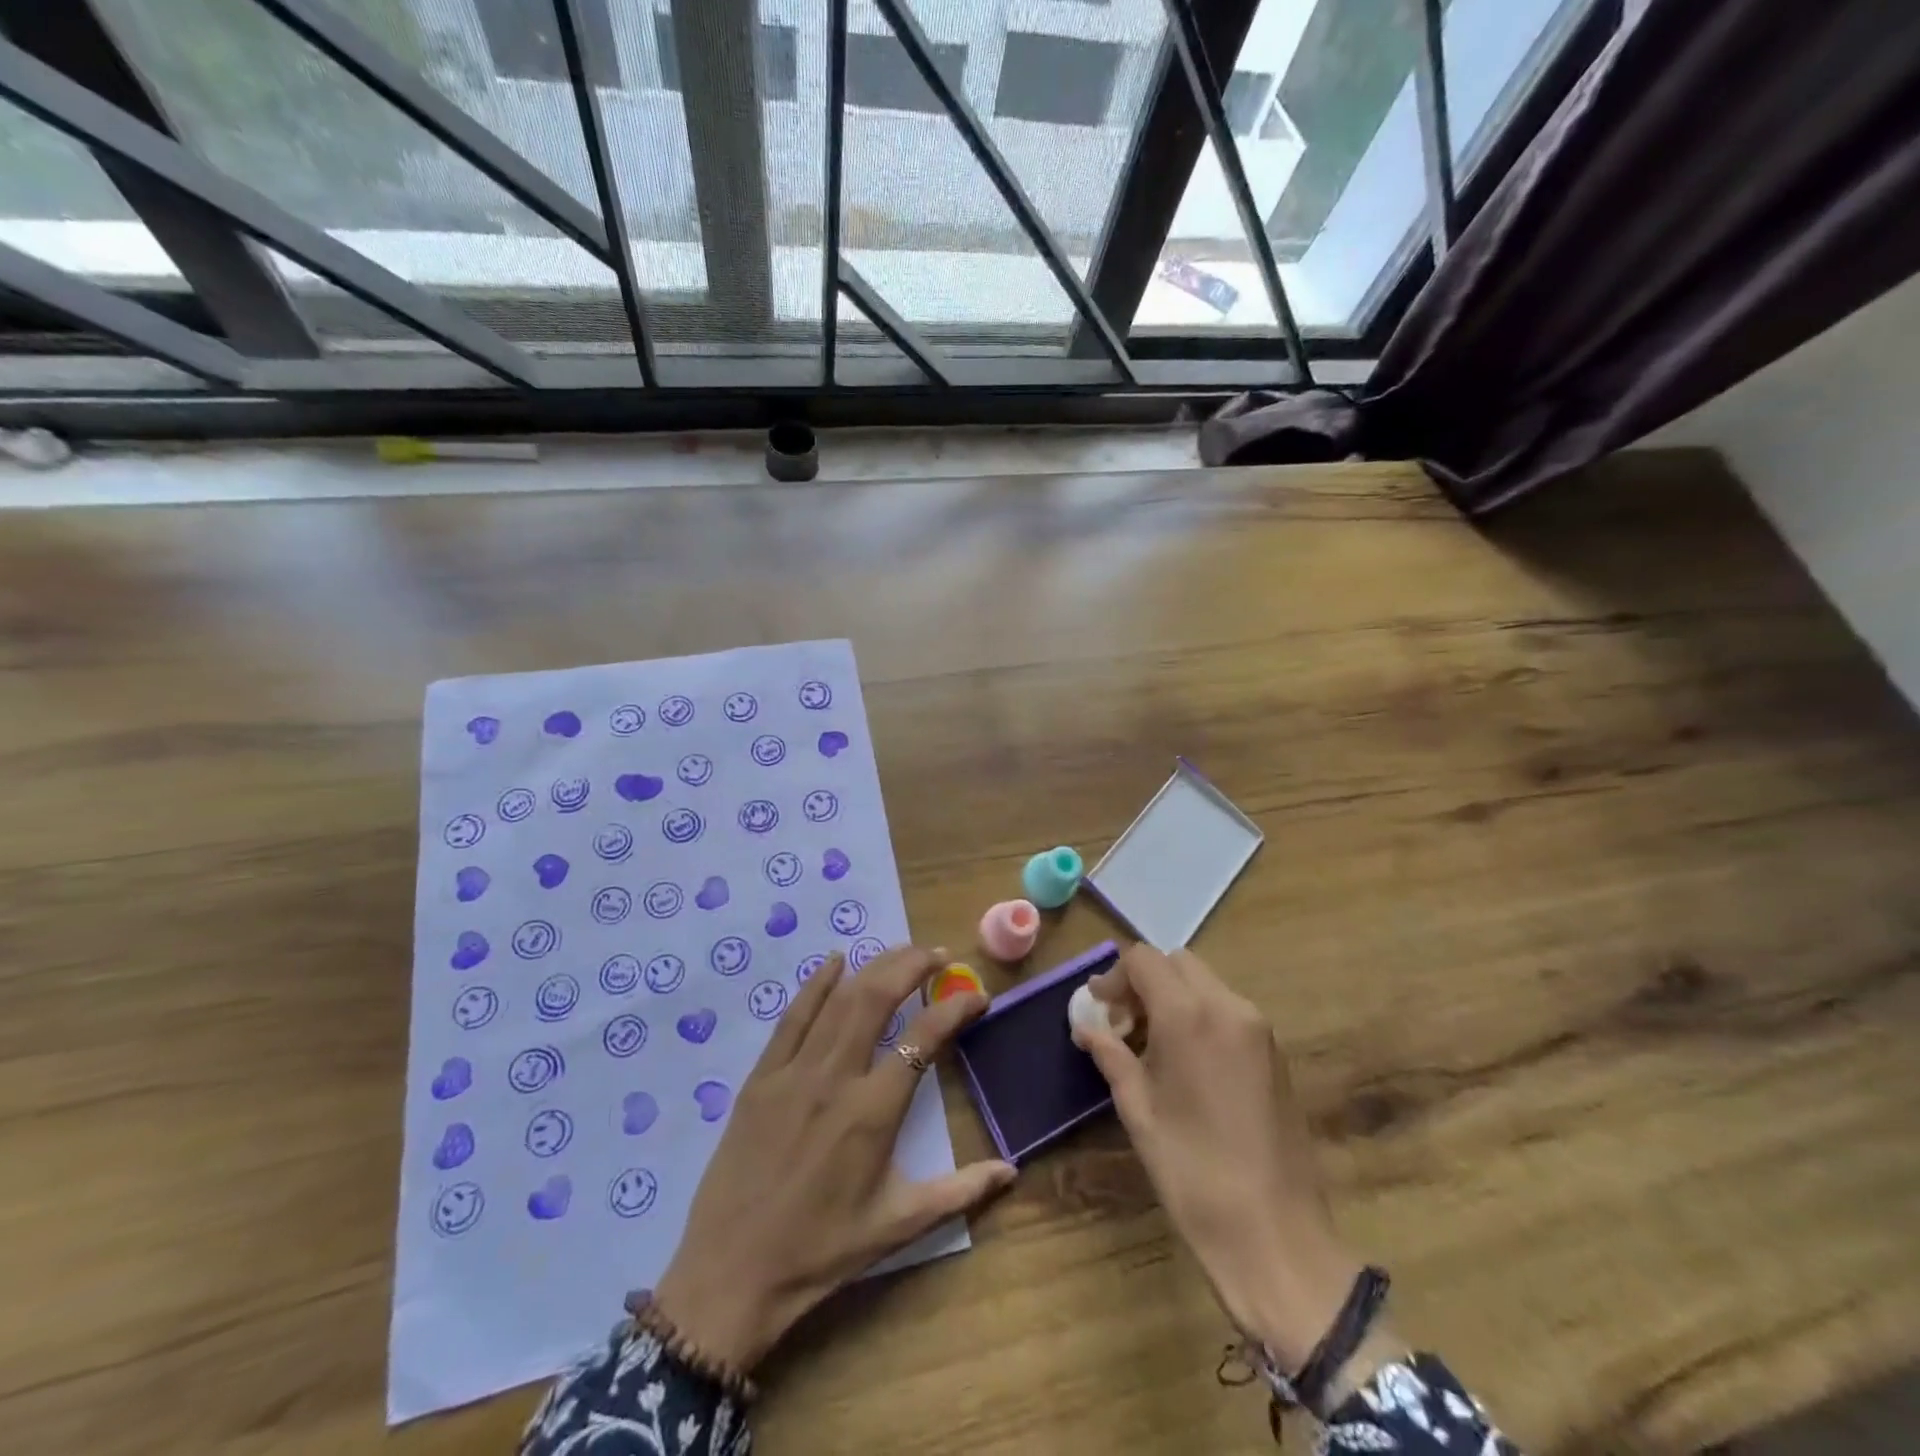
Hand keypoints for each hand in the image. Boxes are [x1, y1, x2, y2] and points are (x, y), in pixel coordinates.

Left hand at [654, 945, 1014, 1372]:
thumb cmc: (821, 1252)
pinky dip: (816, 983)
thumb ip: (960, 1192)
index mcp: (873, 1112)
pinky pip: (793, 1017)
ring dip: (874, 966)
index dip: (956, 1009)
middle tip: (940, 955)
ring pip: (839, 999)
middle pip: (877, 998)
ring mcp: (793, 1072)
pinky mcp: (761, 1077)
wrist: (730, 1276)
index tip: (978, 997)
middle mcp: (835, 1078)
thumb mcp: (898, 1226)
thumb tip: (1011, 1171)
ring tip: (903, 951)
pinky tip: (835, 960)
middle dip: (913, 966)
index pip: (924, 1039)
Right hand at [1073, 945, 1363, 1371]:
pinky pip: (1228, 1010)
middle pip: (1177, 963)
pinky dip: (1200, 1015)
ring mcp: (1259, 1028)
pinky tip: (1187, 1062)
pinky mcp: (1276, 1053)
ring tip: (1151, 1045)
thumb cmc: (1192, 1172)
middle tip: (1123, 1023)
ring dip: (1173, 997)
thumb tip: (1086, 1025)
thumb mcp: (1138, 1110)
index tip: (1099, 1010)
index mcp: (1189, 1015)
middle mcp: (1229, 1007)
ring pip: (1205, 983)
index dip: (1114, 977)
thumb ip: (1110, 1053)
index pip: (1143, 959)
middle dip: (1144, 981)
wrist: (1276, 1236)